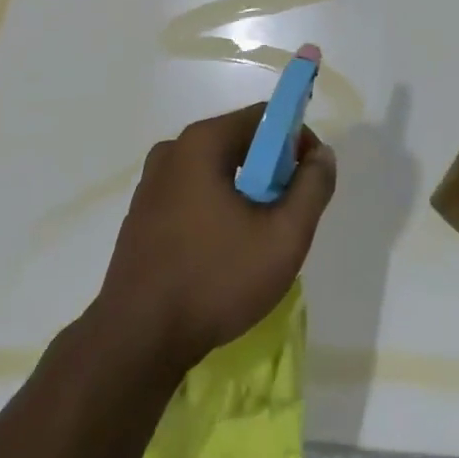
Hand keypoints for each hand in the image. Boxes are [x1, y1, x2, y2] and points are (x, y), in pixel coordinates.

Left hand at [95, 105, 335, 370]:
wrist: (137, 341)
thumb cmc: (215, 280)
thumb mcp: (283, 237)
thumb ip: (312, 188)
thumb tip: (321, 155)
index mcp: (202, 142)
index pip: (264, 117)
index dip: (297, 140)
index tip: (309, 180)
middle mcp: (172, 151)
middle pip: (238, 141)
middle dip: (271, 171)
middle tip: (288, 215)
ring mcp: (151, 183)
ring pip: (215, 171)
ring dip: (244, 193)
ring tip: (257, 240)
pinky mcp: (142, 214)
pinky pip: (192, 194)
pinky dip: (216, 209)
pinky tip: (222, 253)